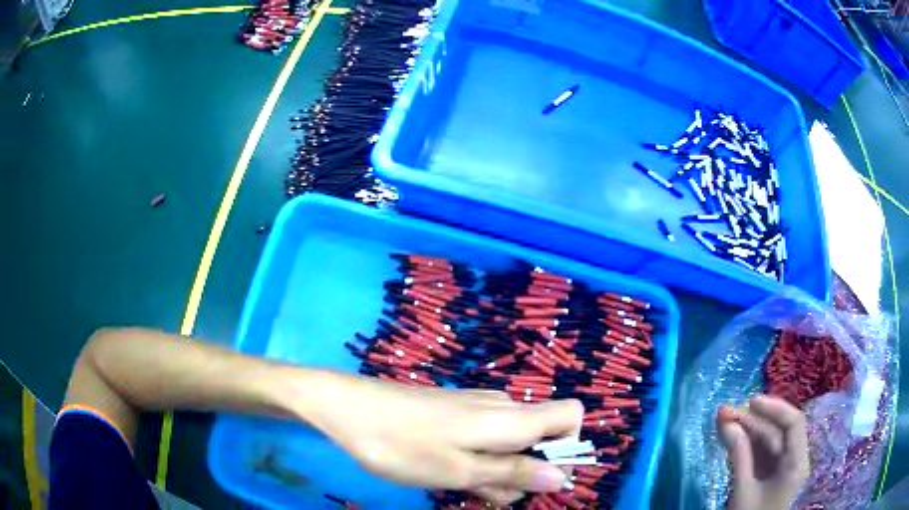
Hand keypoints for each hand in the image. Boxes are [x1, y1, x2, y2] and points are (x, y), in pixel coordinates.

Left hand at [303, 372, 583, 505]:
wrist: (348, 407)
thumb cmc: (404, 445)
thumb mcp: (461, 471)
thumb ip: (515, 473)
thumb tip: (564, 476)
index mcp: (512, 418)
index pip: (571, 415)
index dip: (568, 446)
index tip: (539, 476)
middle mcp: (502, 407)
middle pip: (539, 439)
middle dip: (522, 472)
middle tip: (483, 493)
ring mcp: (476, 408)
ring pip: (509, 444)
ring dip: (495, 471)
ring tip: (457, 485)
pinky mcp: (455, 412)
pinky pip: (484, 438)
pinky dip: (476, 459)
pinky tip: (445, 470)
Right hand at [717, 396, 809, 509]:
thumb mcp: (743, 490)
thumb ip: (739, 455)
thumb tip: (726, 422)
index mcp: (796, 463)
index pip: (793, 423)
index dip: (773, 408)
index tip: (749, 402)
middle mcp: (794, 459)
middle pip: (778, 431)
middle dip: (753, 420)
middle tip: (725, 412)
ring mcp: (783, 467)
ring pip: (768, 441)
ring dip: (747, 431)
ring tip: (724, 421)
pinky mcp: (772, 474)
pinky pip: (762, 453)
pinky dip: (747, 445)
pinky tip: (732, 437)